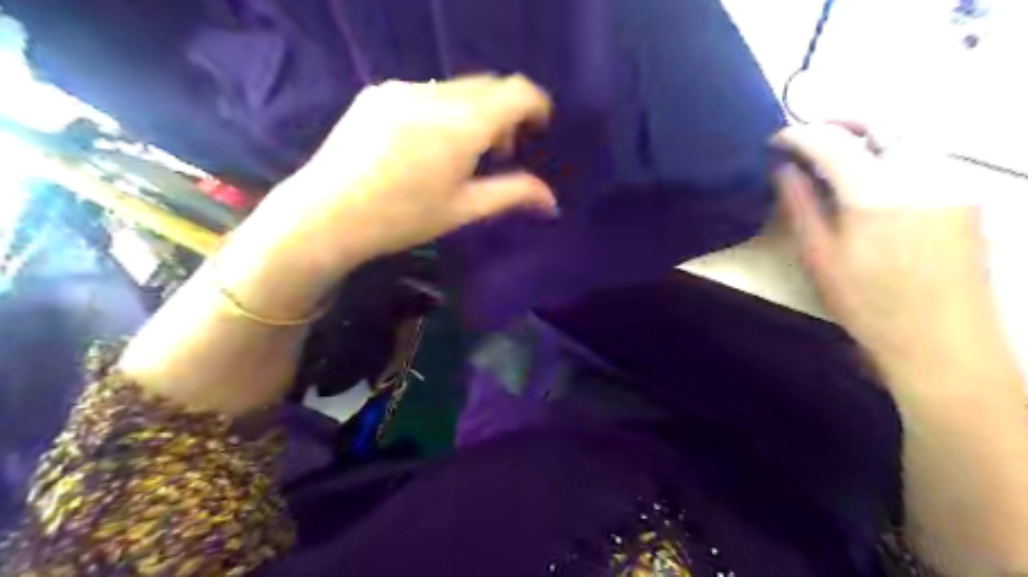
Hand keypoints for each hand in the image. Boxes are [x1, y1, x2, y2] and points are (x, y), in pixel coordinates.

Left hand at [253, 73, 559, 274]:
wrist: (325, 215)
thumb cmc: (401, 219)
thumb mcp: (462, 210)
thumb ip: (511, 194)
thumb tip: (551, 200)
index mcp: (461, 125)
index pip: (516, 92)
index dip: (536, 105)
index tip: (539, 128)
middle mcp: (434, 95)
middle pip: (488, 86)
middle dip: (505, 112)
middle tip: (500, 153)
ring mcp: (402, 88)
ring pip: (457, 88)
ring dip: (474, 112)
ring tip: (461, 153)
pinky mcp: (378, 92)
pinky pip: (427, 91)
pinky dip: (444, 110)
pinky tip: (427, 144)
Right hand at [776, 123, 992, 371]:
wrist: (942, 340)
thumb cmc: (868, 303)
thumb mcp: (819, 257)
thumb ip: (800, 206)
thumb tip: (784, 170)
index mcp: (877, 192)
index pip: (832, 142)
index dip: (799, 135)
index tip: (776, 140)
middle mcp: (923, 173)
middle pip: (882, 122)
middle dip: (840, 121)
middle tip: (810, 135)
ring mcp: (953, 181)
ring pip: (907, 136)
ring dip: (868, 135)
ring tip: (838, 153)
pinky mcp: (968, 195)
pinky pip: (926, 158)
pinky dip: (892, 155)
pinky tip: (874, 180)